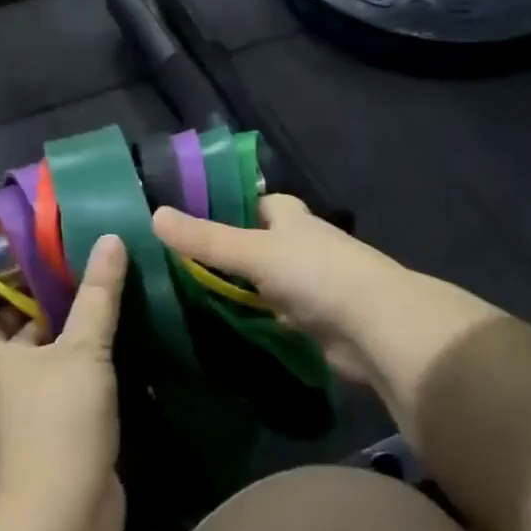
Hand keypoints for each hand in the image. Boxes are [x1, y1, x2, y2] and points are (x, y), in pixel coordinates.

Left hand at [0, 235, 127, 530]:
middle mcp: (5, 383)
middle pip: (28, 335)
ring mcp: (30, 415)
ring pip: (53, 365)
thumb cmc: (61, 420)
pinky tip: (123, 355)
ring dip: (78, 344)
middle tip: (95, 276)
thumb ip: (98, 294)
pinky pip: (72, 393)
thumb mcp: (84, 347)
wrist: (65, 517)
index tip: (56, 262)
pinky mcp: (57, 438)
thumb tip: (109, 236)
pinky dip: (91, 376)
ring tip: (114, 306)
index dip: (19, 287)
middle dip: (58, 311)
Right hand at [152, 195, 442, 385]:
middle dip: (225, 250)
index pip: (254, 202)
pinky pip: (271, 315)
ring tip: (184, 294)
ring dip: (236, 288)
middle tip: (174, 261)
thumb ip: (206, 239)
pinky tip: (218, 325)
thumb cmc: (316, 273)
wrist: (377, 329)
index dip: (226, 205)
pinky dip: (250, 318)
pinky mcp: (311, 322)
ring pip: (261, 281)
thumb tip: (154, 215)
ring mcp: (307, 285)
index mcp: (290, 217)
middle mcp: (299, 245)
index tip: (187, 216)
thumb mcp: (254, 252)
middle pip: (255, 242)